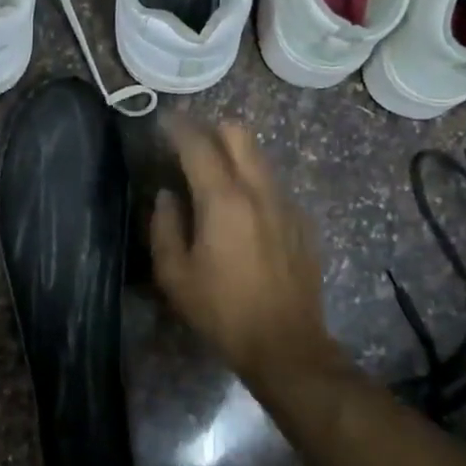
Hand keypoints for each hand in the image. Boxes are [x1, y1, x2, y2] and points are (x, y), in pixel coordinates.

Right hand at [150, 118, 338, 381]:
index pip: (198, 144)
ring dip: (234, 154)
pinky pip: (273, 185)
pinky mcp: (302, 221)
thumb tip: (167, 196)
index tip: (162, 120)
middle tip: (189, 145)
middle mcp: (259, 191)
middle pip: (238, 134)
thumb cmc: (222, 311)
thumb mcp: (175, 275)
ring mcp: (286, 204)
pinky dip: (253, 183)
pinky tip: (242, 213)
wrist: (286, 345)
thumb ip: (164, 226)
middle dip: (211, 130)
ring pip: (259, 157)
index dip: (177, 126)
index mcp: (224, 200)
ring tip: (212, 176)